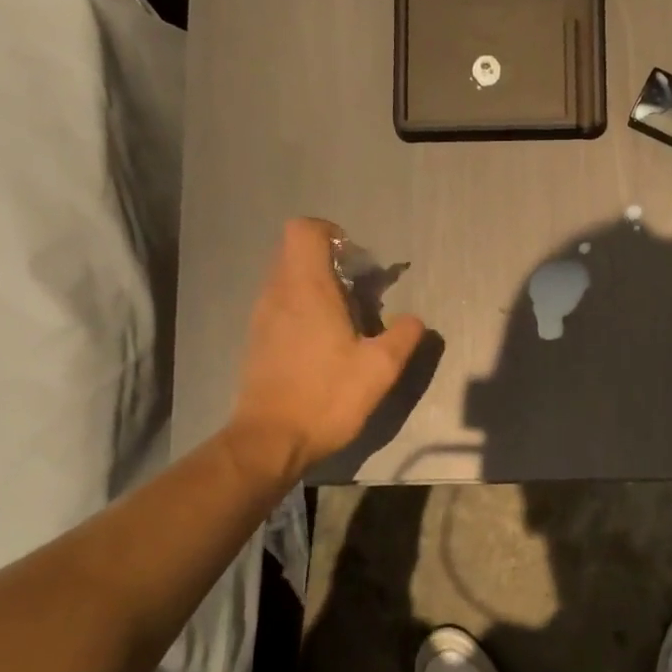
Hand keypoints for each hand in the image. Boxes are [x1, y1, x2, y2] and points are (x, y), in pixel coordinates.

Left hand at [226, 218, 425, 480]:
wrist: (269, 441)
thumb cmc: (326, 398)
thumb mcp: (380, 369)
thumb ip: (403, 336)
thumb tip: (414, 320)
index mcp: (306, 289)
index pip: (304, 230)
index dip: (331, 233)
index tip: (356, 261)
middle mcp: (278, 294)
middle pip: (295, 251)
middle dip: (329, 261)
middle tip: (359, 292)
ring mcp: (262, 317)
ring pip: (286, 279)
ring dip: (316, 286)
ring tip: (346, 320)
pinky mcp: (257, 340)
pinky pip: (280, 304)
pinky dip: (302, 309)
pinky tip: (324, 344)